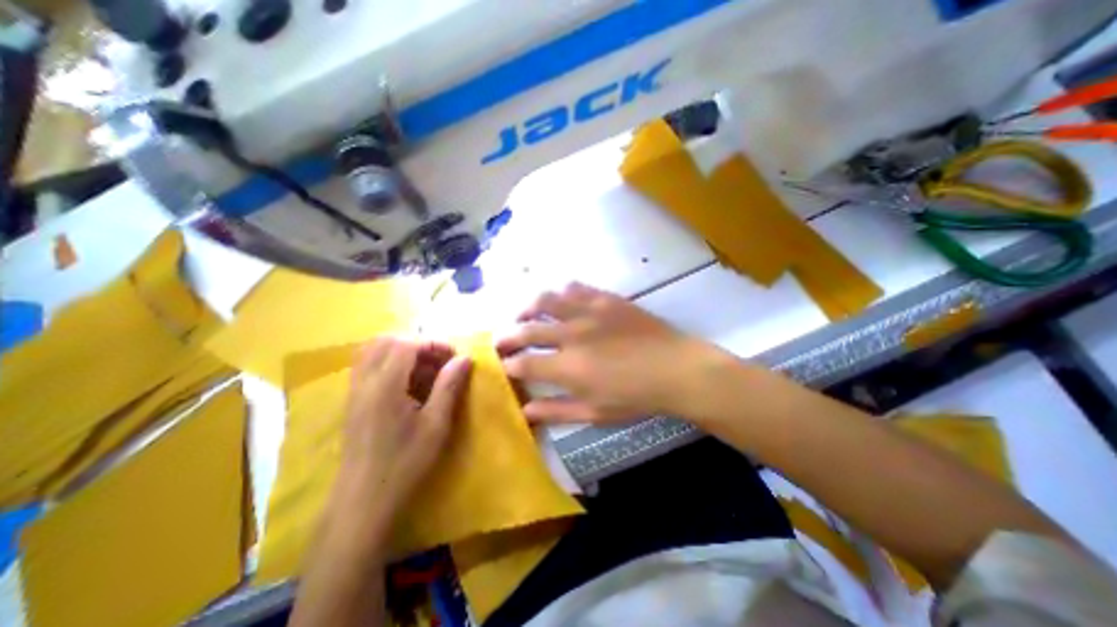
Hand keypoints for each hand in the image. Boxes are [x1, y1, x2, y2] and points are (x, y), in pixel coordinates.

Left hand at [334, 337, 468, 522]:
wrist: (362, 503)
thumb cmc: (405, 463)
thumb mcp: (436, 425)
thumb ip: (449, 386)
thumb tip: (464, 358)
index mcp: (385, 385)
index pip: (406, 344)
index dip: (433, 343)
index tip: (454, 356)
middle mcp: (364, 382)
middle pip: (386, 341)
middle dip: (417, 343)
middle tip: (438, 361)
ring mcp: (354, 391)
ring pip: (373, 352)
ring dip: (401, 352)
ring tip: (425, 370)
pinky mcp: (352, 403)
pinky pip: (368, 367)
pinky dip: (389, 363)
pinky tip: (407, 384)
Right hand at [496, 283, 713, 425]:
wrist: (676, 369)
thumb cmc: (637, 397)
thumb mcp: (595, 413)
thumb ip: (557, 411)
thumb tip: (526, 412)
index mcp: (569, 367)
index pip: (524, 364)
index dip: (509, 365)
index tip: (503, 366)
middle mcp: (572, 334)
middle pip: (527, 330)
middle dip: (507, 335)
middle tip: (501, 339)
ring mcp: (588, 311)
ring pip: (546, 300)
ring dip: (528, 308)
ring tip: (524, 315)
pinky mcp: (605, 298)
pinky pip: (574, 288)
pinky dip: (560, 294)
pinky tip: (559, 302)